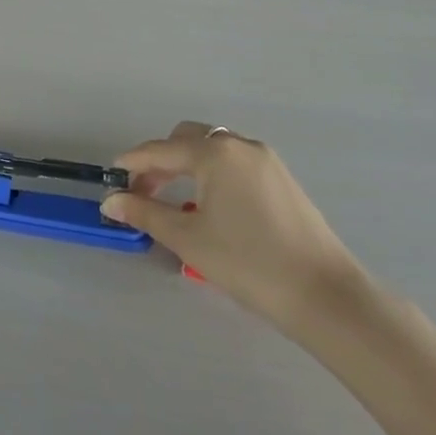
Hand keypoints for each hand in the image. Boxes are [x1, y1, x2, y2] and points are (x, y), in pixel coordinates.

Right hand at [101, 123, 364, 335]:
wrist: (324, 294)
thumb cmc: (248, 263)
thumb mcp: (188, 238)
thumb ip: (145, 212)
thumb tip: (111, 200)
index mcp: (215, 153)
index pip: (160, 150)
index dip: (133, 163)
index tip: (111, 178)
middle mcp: (240, 145)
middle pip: (187, 140)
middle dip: (160, 160)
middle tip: (143, 192)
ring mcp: (265, 160)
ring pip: (213, 149)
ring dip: (187, 164)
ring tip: (173, 198)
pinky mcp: (281, 178)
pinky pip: (234, 162)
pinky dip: (212, 172)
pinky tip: (208, 203)